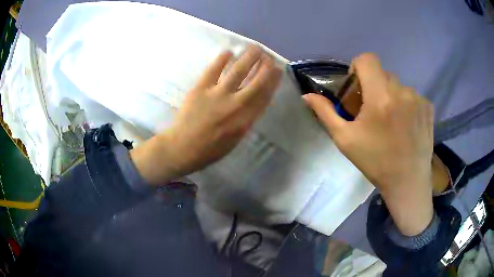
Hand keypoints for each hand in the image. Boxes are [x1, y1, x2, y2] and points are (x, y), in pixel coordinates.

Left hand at [130, 45, 281, 184]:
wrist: (182, 148)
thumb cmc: (210, 149)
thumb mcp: (235, 139)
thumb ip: (246, 120)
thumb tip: (254, 102)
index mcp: (245, 120)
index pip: (264, 96)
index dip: (273, 81)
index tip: (278, 70)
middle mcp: (235, 105)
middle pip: (256, 81)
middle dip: (265, 66)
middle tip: (269, 56)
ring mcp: (217, 94)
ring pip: (238, 71)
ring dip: (249, 57)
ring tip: (255, 47)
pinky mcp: (200, 88)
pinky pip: (213, 70)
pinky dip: (222, 59)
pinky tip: (228, 52)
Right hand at [304, 53, 433, 235]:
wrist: (407, 182)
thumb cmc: (375, 162)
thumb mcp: (345, 139)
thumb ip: (326, 113)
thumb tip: (307, 96)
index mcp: (380, 96)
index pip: (367, 59)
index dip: (358, 67)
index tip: (358, 88)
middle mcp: (402, 91)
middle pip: (382, 73)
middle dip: (374, 86)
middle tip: (373, 110)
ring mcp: (418, 99)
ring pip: (398, 85)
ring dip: (391, 96)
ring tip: (391, 121)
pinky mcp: (428, 107)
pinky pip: (413, 96)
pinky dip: (406, 104)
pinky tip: (406, 125)